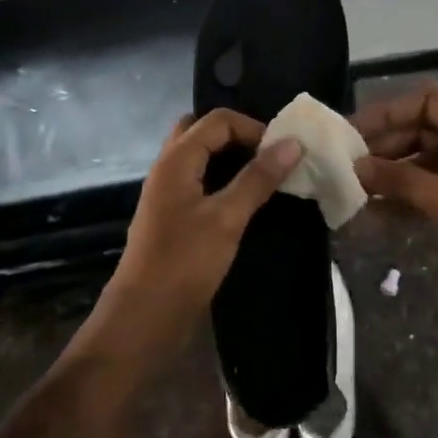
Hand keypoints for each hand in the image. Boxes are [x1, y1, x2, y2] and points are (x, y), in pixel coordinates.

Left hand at [115, 109, 299, 307]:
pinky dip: (223, 180)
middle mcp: (168, 168)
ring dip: (231, 159)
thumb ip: (258, 178)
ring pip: (200, 158)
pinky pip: (199, 182)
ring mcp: (168, 193)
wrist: (145, 317)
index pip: (218, 120)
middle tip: (269, 156)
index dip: (253, 128)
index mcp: (176, 159)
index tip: (284, 151)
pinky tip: (246, 202)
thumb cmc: (185, 263)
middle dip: (238, 137)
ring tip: (265, 176)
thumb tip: (292, 143)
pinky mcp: (173, 217)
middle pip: (203, 132)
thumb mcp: (227, 218)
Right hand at [353, 83, 437, 293]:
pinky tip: (375, 214)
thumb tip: (355, 166)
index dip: (388, 113)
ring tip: (353, 190)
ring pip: (423, 162)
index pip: (427, 102)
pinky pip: (430, 190)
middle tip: (345, 165)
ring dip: (391, 174)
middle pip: (422, 130)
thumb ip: (401, 181)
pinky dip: (405, 198)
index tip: (351, 133)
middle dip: (384, 146)